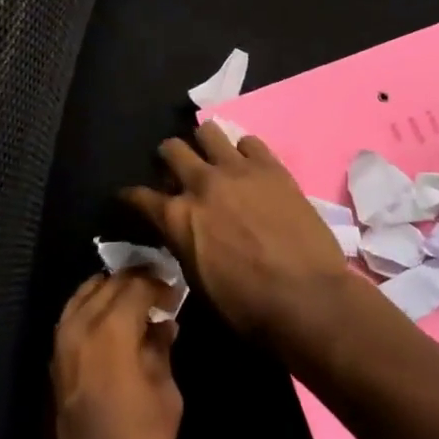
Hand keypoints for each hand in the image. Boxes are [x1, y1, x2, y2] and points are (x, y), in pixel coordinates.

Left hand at [47, 272, 182, 438]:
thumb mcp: (165, 398)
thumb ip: (160, 350)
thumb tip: (162, 324)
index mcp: (109, 331)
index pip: (135, 285)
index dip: (159, 283)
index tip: (177, 290)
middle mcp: (78, 327)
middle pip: (108, 284)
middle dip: (135, 281)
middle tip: (160, 292)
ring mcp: (59, 344)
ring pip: (85, 295)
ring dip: (111, 291)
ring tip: (138, 303)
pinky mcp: (52, 362)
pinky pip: (73, 316)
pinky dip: (93, 308)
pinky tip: (115, 323)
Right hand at [121, 124, 357, 353]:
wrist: (307, 298)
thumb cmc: (248, 307)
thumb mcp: (198, 281)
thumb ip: (185, 244)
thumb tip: (184, 232)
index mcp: (177, 217)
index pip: (139, 196)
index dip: (131, 197)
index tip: (131, 197)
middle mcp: (201, 184)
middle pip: (171, 149)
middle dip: (168, 158)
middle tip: (176, 170)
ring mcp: (237, 170)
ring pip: (208, 131)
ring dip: (205, 144)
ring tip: (213, 159)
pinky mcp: (271, 167)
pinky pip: (249, 141)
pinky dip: (244, 152)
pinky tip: (249, 167)